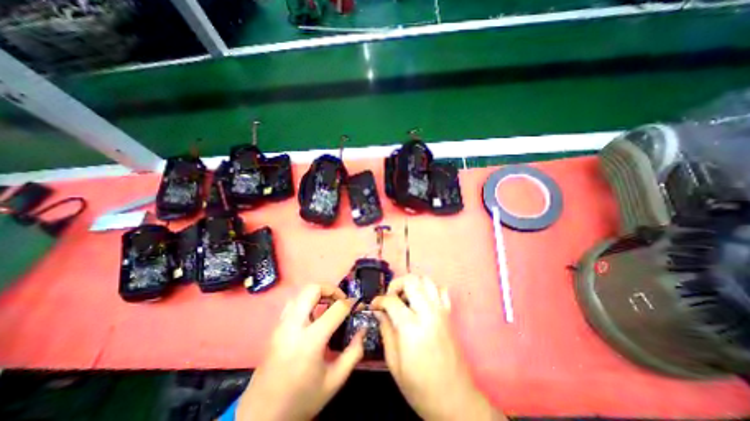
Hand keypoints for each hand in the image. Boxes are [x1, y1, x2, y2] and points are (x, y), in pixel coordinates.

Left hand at [233, 284, 363, 420]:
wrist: (261, 417)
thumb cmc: (301, 399)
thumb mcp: (334, 381)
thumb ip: (353, 352)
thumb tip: (362, 329)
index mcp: (310, 340)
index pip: (336, 309)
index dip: (349, 303)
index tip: (355, 306)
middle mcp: (294, 326)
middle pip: (313, 289)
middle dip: (331, 289)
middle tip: (340, 300)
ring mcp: (281, 325)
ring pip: (300, 292)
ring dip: (318, 293)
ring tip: (328, 305)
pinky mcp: (275, 327)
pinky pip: (293, 302)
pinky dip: (306, 300)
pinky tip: (313, 314)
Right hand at [369, 276, 503, 419]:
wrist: (455, 401)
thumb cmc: (420, 387)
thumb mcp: (394, 364)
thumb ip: (386, 331)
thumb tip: (379, 312)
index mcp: (411, 327)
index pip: (391, 300)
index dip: (378, 300)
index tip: (374, 306)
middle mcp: (427, 312)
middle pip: (411, 280)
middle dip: (396, 284)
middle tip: (390, 298)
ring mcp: (441, 311)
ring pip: (426, 280)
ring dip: (412, 284)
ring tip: (405, 298)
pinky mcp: (449, 314)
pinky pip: (441, 290)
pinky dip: (429, 289)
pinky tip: (422, 301)